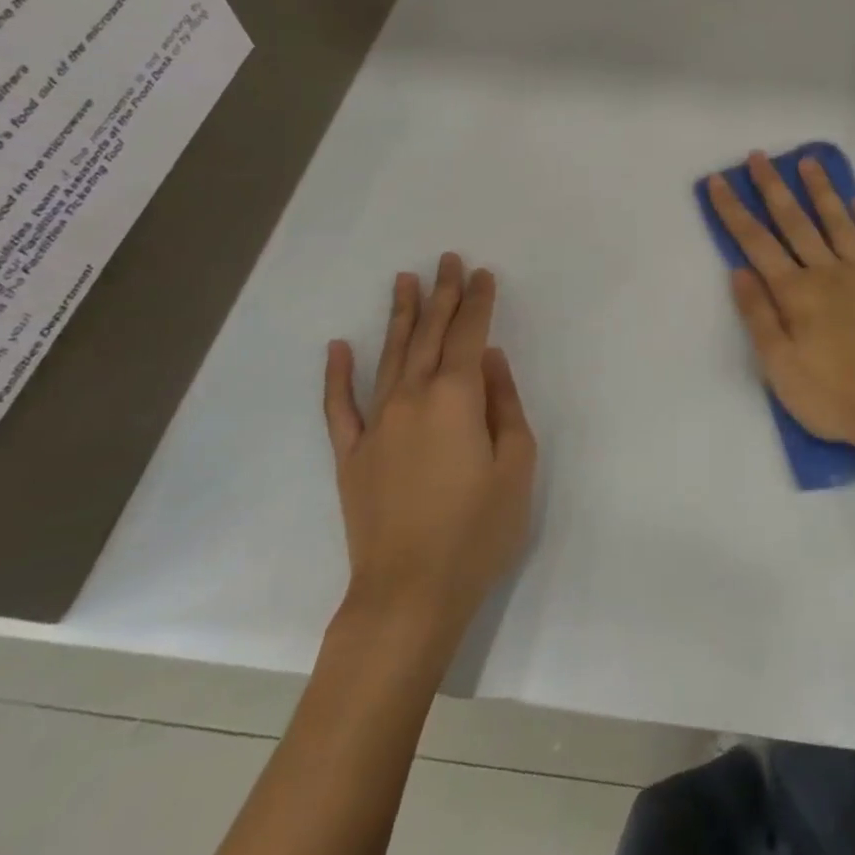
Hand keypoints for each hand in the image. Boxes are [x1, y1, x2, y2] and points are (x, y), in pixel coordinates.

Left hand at [322, 255, 536, 644]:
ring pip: (389, 356)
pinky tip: (339, 346)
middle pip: (430, 335)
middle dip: (442, 295)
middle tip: (447, 260)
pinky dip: (337, 374)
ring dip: (400, 316)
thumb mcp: (516, 465)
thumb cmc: (478, 530)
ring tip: (405, 281)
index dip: (478, 302)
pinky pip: (340, 405)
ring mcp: (376, 425)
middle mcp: (412, 399)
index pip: (470, 335)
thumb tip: (492, 360)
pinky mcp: (351, 455)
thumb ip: (505, 405)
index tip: (483, 274)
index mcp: (457, 398)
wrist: (409, 594)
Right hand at [707, 152, 854, 462]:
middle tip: (759, 156)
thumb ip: (759, 316)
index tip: (718, 181)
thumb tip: (739, 271)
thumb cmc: (835, 397)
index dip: (734, 211)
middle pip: (796, 222)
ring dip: (821, 191)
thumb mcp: (780, 368)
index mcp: (797, 293)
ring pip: (839, 223)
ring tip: (809, 162)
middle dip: (773, 188)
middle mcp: (829, 273)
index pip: (757, 243)